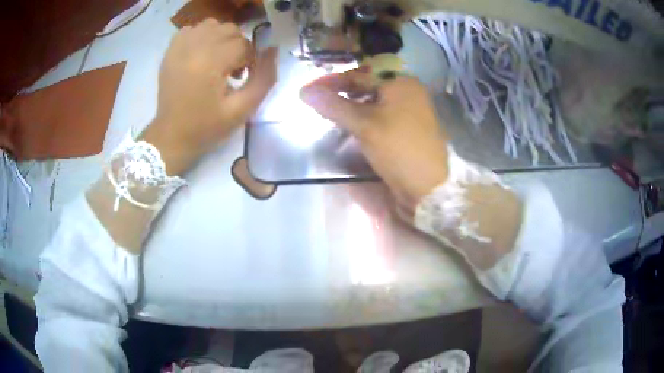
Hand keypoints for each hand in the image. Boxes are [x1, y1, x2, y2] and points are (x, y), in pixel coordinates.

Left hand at [142, 19, 276, 174]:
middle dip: (238, 47)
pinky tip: (201, 54)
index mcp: (211, 63)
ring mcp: (180, 47)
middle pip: (230, 30)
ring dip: (222, 38)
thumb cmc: (206, 127)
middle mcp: (195, 47)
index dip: (252, 60)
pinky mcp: (170, 51)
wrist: (171, 137)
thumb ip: (264, 79)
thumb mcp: (242, 110)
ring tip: (218, 59)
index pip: (244, 46)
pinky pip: (192, 29)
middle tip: (233, 69)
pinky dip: (201, 36)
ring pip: (212, 25)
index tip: (246, 77)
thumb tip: (272, 50)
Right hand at [300, 71, 448, 214]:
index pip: (359, 75)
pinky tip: (349, 126)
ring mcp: (409, 111)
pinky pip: (380, 116)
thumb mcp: (364, 124)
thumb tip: (305, 91)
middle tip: (317, 101)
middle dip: (340, 92)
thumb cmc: (398, 148)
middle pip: (367, 86)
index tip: (307, 90)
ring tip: (329, 113)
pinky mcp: (407, 129)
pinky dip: (363, 118)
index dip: (331, 82)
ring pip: (373, 102)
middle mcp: (407, 92)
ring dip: (350, 106)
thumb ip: (334, 105)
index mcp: (401, 83)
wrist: (428, 187)